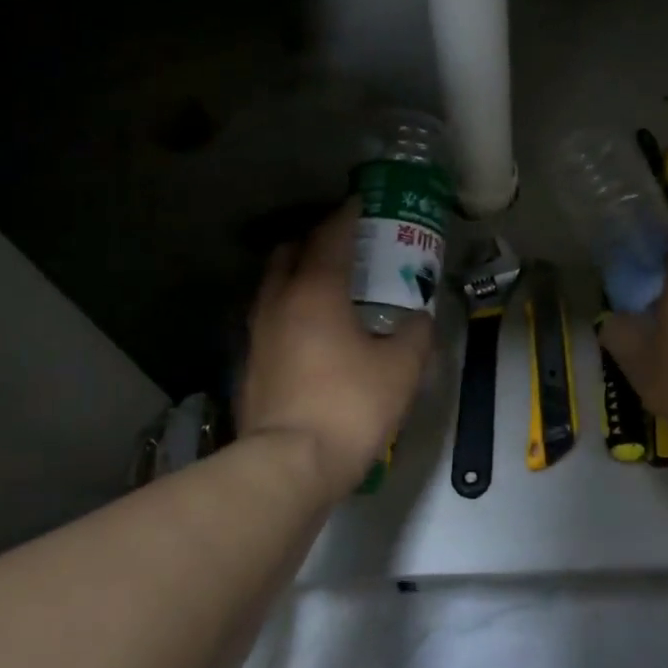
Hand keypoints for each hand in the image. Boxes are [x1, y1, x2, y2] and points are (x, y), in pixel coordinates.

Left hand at [239, 199, 432, 501]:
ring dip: (296, 274)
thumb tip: (418, 319)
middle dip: (313, 240)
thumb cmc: (350, 406)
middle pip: (289, 252)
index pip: (330, 237)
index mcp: (316, 292)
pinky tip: (308, 331)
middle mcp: (279, 303)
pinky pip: (268, 318)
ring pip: (272, 286)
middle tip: (343, 245)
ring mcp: (257, 334)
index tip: (360, 203)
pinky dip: (288, 309)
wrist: (289, 465)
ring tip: (325, 285)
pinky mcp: (249, 364)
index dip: (346, 215)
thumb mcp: (400, 369)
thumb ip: (414, 335)